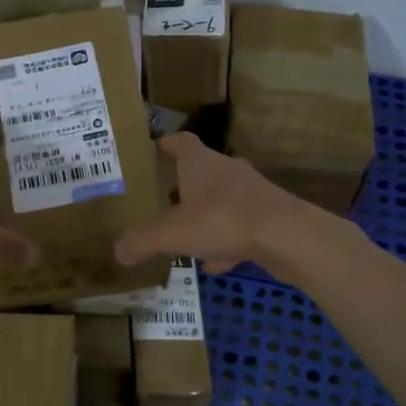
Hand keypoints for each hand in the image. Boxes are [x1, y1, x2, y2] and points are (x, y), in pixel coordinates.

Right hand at [114, 133, 314, 273]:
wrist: (288, 236)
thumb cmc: (223, 220)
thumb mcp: (172, 234)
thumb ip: (143, 241)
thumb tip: (118, 251)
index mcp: (201, 164)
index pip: (182, 142)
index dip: (168, 143)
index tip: (157, 145)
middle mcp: (227, 170)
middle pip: (202, 171)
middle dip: (184, 184)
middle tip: (163, 197)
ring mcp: (252, 193)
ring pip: (222, 200)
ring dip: (205, 215)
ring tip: (186, 235)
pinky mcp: (269, 216)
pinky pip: (239, 225)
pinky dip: (226, 240)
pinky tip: (216, 263)